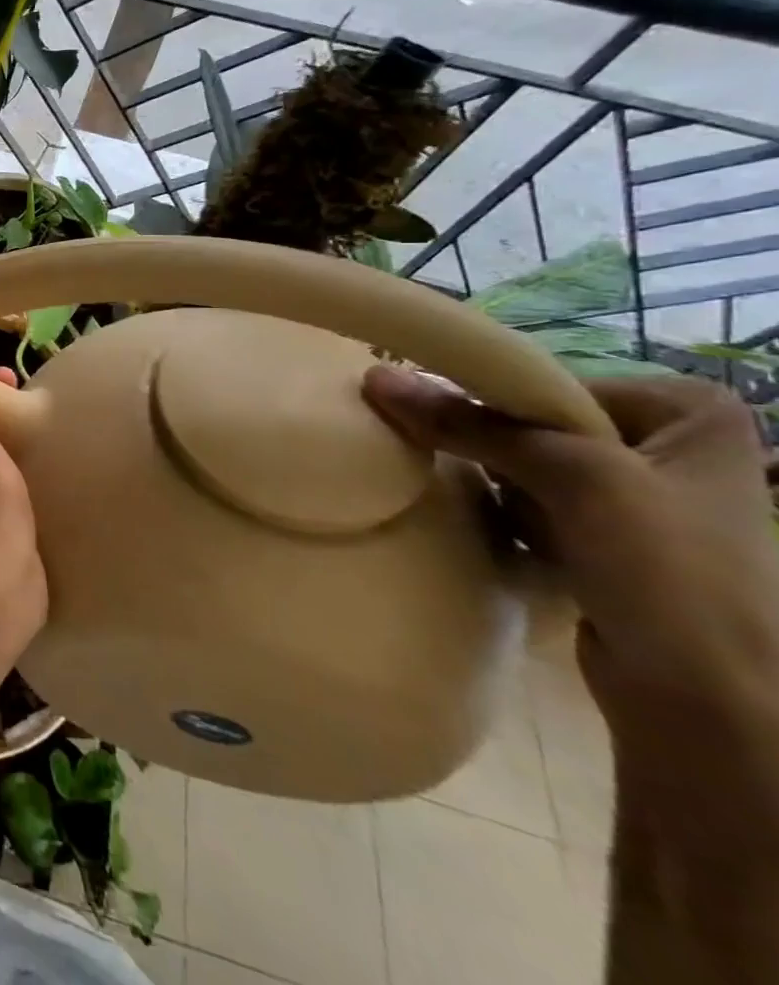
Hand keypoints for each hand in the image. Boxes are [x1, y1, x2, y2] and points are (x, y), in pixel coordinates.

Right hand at [363, 367, 778, 861]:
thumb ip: (469, 423)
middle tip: (451, 459)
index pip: (553, 381)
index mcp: (691, 413)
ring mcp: (643, 498)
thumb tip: (374, 377)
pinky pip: (533, 502)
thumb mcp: (570, 477)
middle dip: (491, 445)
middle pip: (537, 423)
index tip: (442, 419)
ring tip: (485, 504)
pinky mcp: (612, 541)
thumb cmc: (665, 570)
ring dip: (493, 480)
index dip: (494, 400)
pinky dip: (506, 511)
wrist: (704, 700)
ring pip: (527, 462)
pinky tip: (500, 530)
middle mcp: (671, 446)